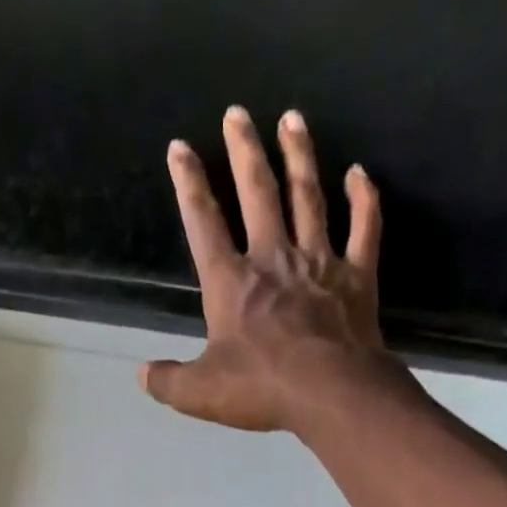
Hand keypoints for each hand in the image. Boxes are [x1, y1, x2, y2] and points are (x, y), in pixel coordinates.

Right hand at [140, 106, 404, 432]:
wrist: (331, 393)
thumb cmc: (261, 389)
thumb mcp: (199, 392)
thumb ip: (168, 382)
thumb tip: (142, 374)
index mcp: (231, 283)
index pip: (203, 223)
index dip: (189, 184)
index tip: (180, 148)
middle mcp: (273, 259)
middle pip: (257, 194)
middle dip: (244, 151)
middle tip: (238, 113)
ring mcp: (319, 262)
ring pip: (307, 197)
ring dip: (299, 156)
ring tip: (292, 119)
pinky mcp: (357, 276)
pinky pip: (364, 228)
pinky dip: (363, 200)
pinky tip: (360, 174)